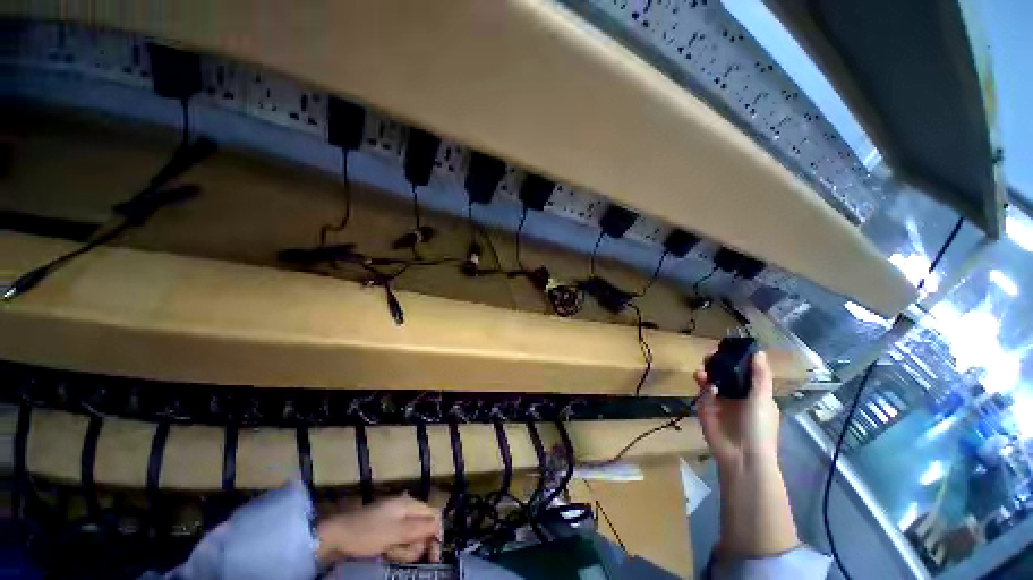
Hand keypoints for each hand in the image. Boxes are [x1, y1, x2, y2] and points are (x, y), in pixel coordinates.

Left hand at [316, 494, 442, 563]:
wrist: (336, 537)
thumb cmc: (367, 532)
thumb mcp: (395, 532)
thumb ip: (419, 527)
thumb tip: (440, 524)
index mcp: (409, 504)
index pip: (434, 515)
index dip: (437, 534)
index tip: (433, 556)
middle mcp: (405, 510)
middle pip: (423, 528)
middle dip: (416, 545)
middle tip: (401, 553)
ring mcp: (395, 521)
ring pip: (412, 538)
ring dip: (404, 550)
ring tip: (389, 552)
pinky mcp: (386, 532)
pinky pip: (400, 542)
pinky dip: (395, 550)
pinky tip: (385, 553)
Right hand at [694, 351, 780, 472]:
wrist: (742, 455)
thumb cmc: (759, 427)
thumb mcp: (763, 398)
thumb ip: (760, 375)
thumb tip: (758, 352)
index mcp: (753, 393)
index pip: (743, 371)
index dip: (736, 360)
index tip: (727, 348)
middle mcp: (735, 395)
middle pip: (723, 374)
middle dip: (716, 364)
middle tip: (709, 357)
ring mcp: (719, 402)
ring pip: (710, 381)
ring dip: (706, 373)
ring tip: (702, 372)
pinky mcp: (705, 408)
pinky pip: (702, 393)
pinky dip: (704, 388)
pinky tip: (708, 389)